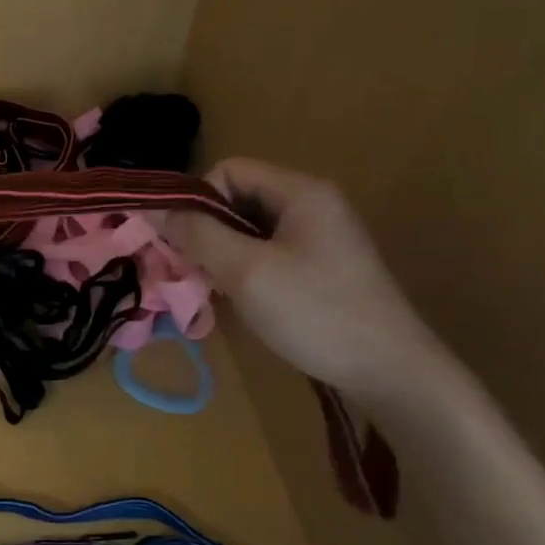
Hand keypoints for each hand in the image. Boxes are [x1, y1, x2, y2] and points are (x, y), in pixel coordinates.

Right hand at [171, 158, 443, 396]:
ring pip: (248, 230)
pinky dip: (244, 271)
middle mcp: (311, 204)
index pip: (228, 171)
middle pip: (237, 199)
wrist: (392, 374)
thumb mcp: (246, 271)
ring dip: (223, 255)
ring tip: (217, 291)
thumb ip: (197, 235)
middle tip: (196, 273)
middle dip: (207, 232)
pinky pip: (267, 253)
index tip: (188, 245)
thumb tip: (152, 209)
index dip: (199, 201)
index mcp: (300, 191)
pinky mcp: (320, 268)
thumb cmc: (316, 313)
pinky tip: (242, 302)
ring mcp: (318, 238)